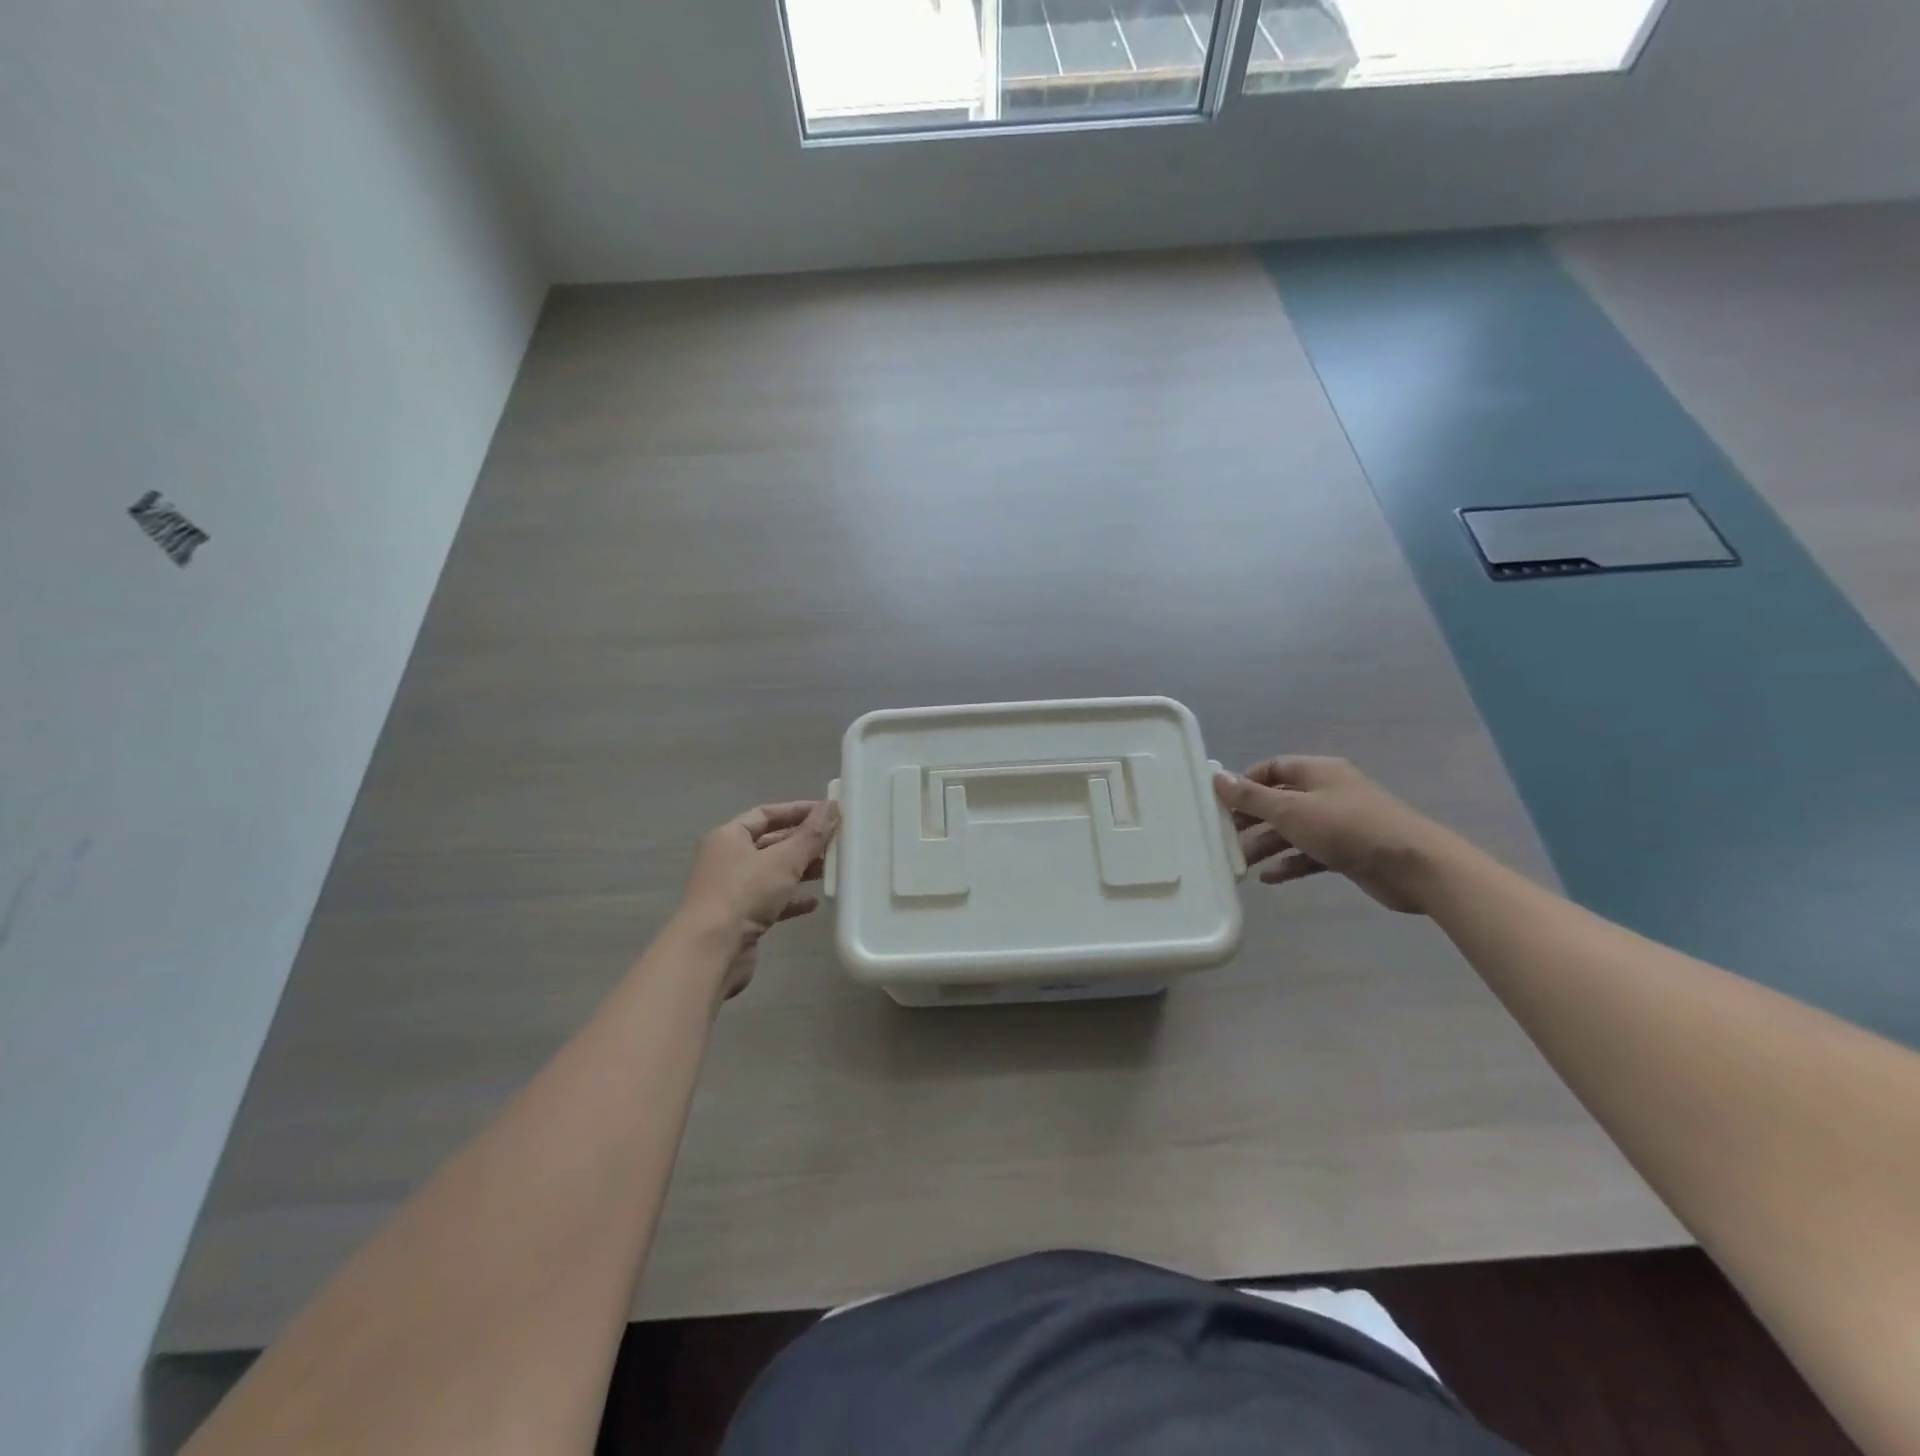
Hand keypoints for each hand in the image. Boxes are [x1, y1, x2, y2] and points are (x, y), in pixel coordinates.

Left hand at [680, 800, 838, 995]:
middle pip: (770, 843)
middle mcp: (727, 859)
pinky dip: (791, 900)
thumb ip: (811, 834)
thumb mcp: (784, 859)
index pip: (766, 814)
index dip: (797, 811)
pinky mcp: (739, 918)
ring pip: (772, 874)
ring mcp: (731, 890)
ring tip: (830, 871)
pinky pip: (770, 902)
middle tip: (834, 843)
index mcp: (729, 836)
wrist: (712, 950)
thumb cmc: (745, 893)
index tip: (827, 813)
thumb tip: (832, 805)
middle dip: (802, 843)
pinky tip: (814, 903)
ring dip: (800, 871)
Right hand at [1212, 757, 1461, 913]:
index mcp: (1317, 772)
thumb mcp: (1291, 810)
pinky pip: (1310, 854)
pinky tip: (1269, 879)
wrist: (1413, 865)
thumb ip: (1252, 797)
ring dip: (1266, 844)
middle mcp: (1327, 793)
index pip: (1272, 768)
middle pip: (1279, 801)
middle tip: (1224, 837)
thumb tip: (1218, 778)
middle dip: (1251, 819)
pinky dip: (1289, 863)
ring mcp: (1339, 823)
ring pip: (1292, 830)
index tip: (1221, 803)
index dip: (1245, 782)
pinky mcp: (1347, 851)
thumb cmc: (1347, 827)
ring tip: (1241, 864)